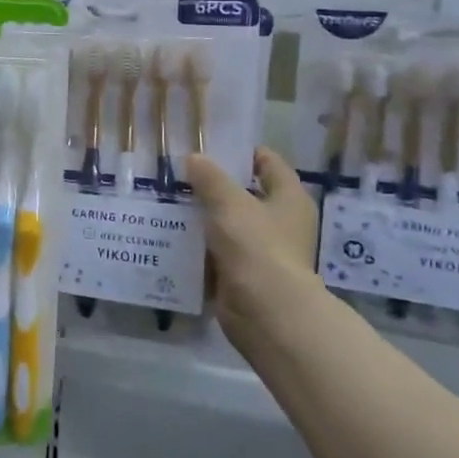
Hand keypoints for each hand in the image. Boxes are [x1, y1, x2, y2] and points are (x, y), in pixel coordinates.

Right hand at [186, 148, 324, 354]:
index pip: (268, 163)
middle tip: (181, 174)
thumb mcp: (229, 202)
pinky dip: (199, 246)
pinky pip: (217, 253)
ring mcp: (262, 250)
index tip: (210, 147)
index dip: (242, 152)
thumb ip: (210, 178)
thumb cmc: (255, 245)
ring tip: (170, 202)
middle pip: (245, 194)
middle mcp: (281, 222)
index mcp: (288, 198)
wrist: (264, 310)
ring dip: (203, 217)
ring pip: (228, 225)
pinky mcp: (243, 274)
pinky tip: (172, 235)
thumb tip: (194, 159)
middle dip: (214, 185)